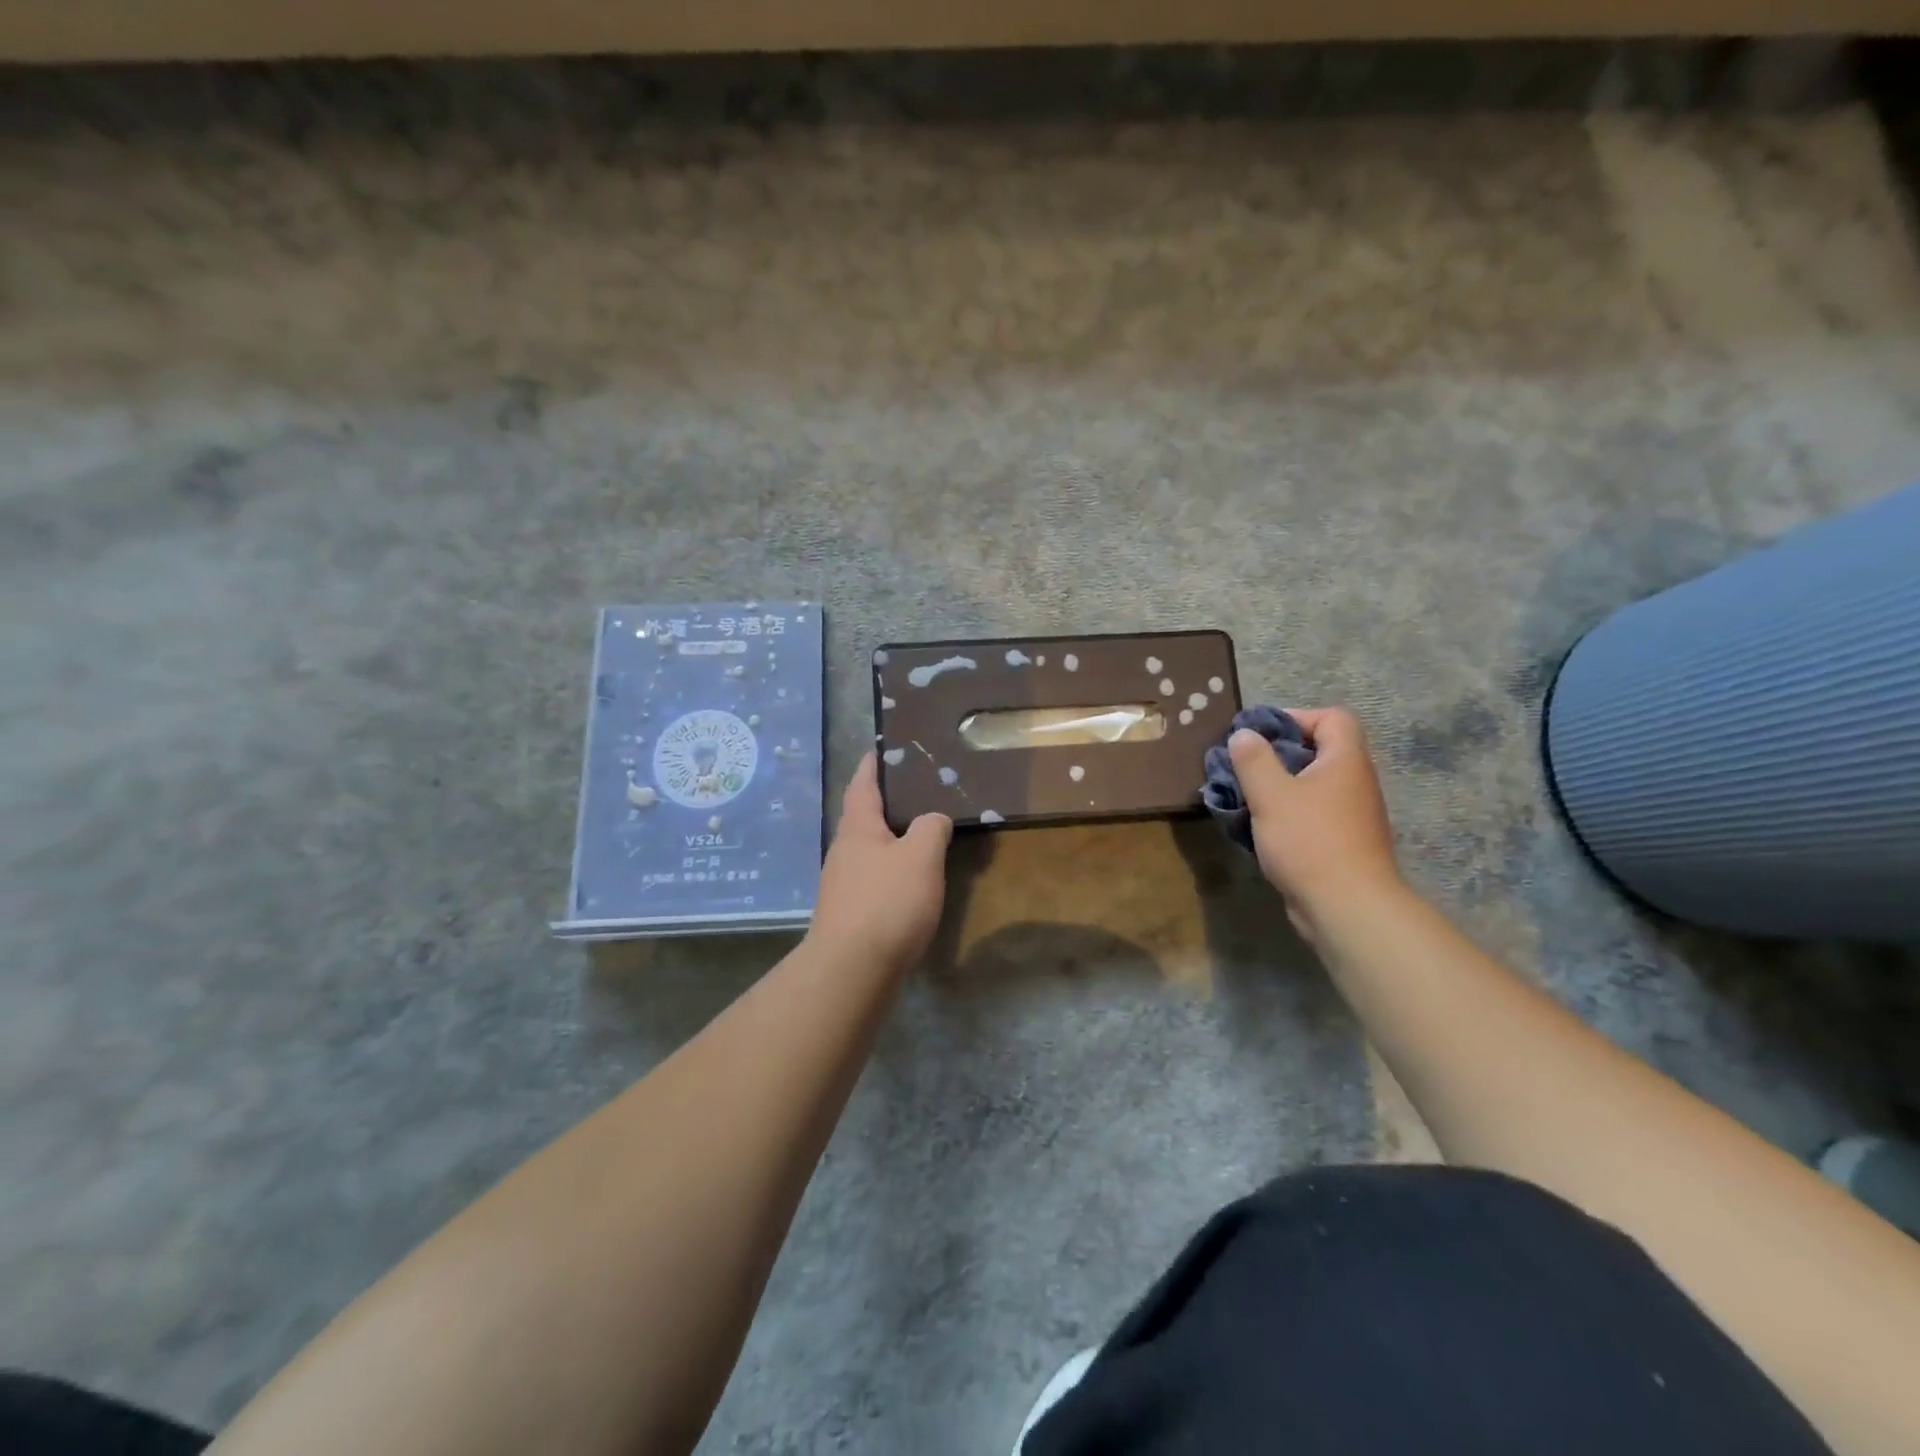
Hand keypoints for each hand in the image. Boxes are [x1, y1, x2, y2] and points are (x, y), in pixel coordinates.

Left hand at [808, 753, 952, 972]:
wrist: (852, 970)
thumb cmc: (887, 902)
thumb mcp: (921, 856)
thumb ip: (931, 828)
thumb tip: (934, 819)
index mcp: (857, 828)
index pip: (862, 784)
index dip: (872, 764)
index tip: (881, 748)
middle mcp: (844, 851)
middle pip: (864, 817)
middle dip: (887, 804)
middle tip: (919, 792)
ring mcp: (843, 884)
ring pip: (869, 850)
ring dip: (891, 840)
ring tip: (922, 835)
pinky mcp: (850, 913)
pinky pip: (874, 879)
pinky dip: (892, 871)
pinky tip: (911, 881)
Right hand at [1228, 707, 1403, 940]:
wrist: (1347, 907)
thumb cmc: (1309, 840)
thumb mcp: (1271, 794)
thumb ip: (1253, 760)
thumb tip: (1244, 734)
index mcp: (1345, 761)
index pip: (1334, 718)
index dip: (1297, 717)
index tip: (1261, 735)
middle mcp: (1355, 783)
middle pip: (1319, 752)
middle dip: (1277, 756)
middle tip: (1244, 767)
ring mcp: (1351, 816)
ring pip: (1311, 787)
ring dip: (1278, 789)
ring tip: (1245, 799)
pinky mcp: (1341, 844)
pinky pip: (1311, 816)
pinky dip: (1286, 816)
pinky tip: (1259, 830)